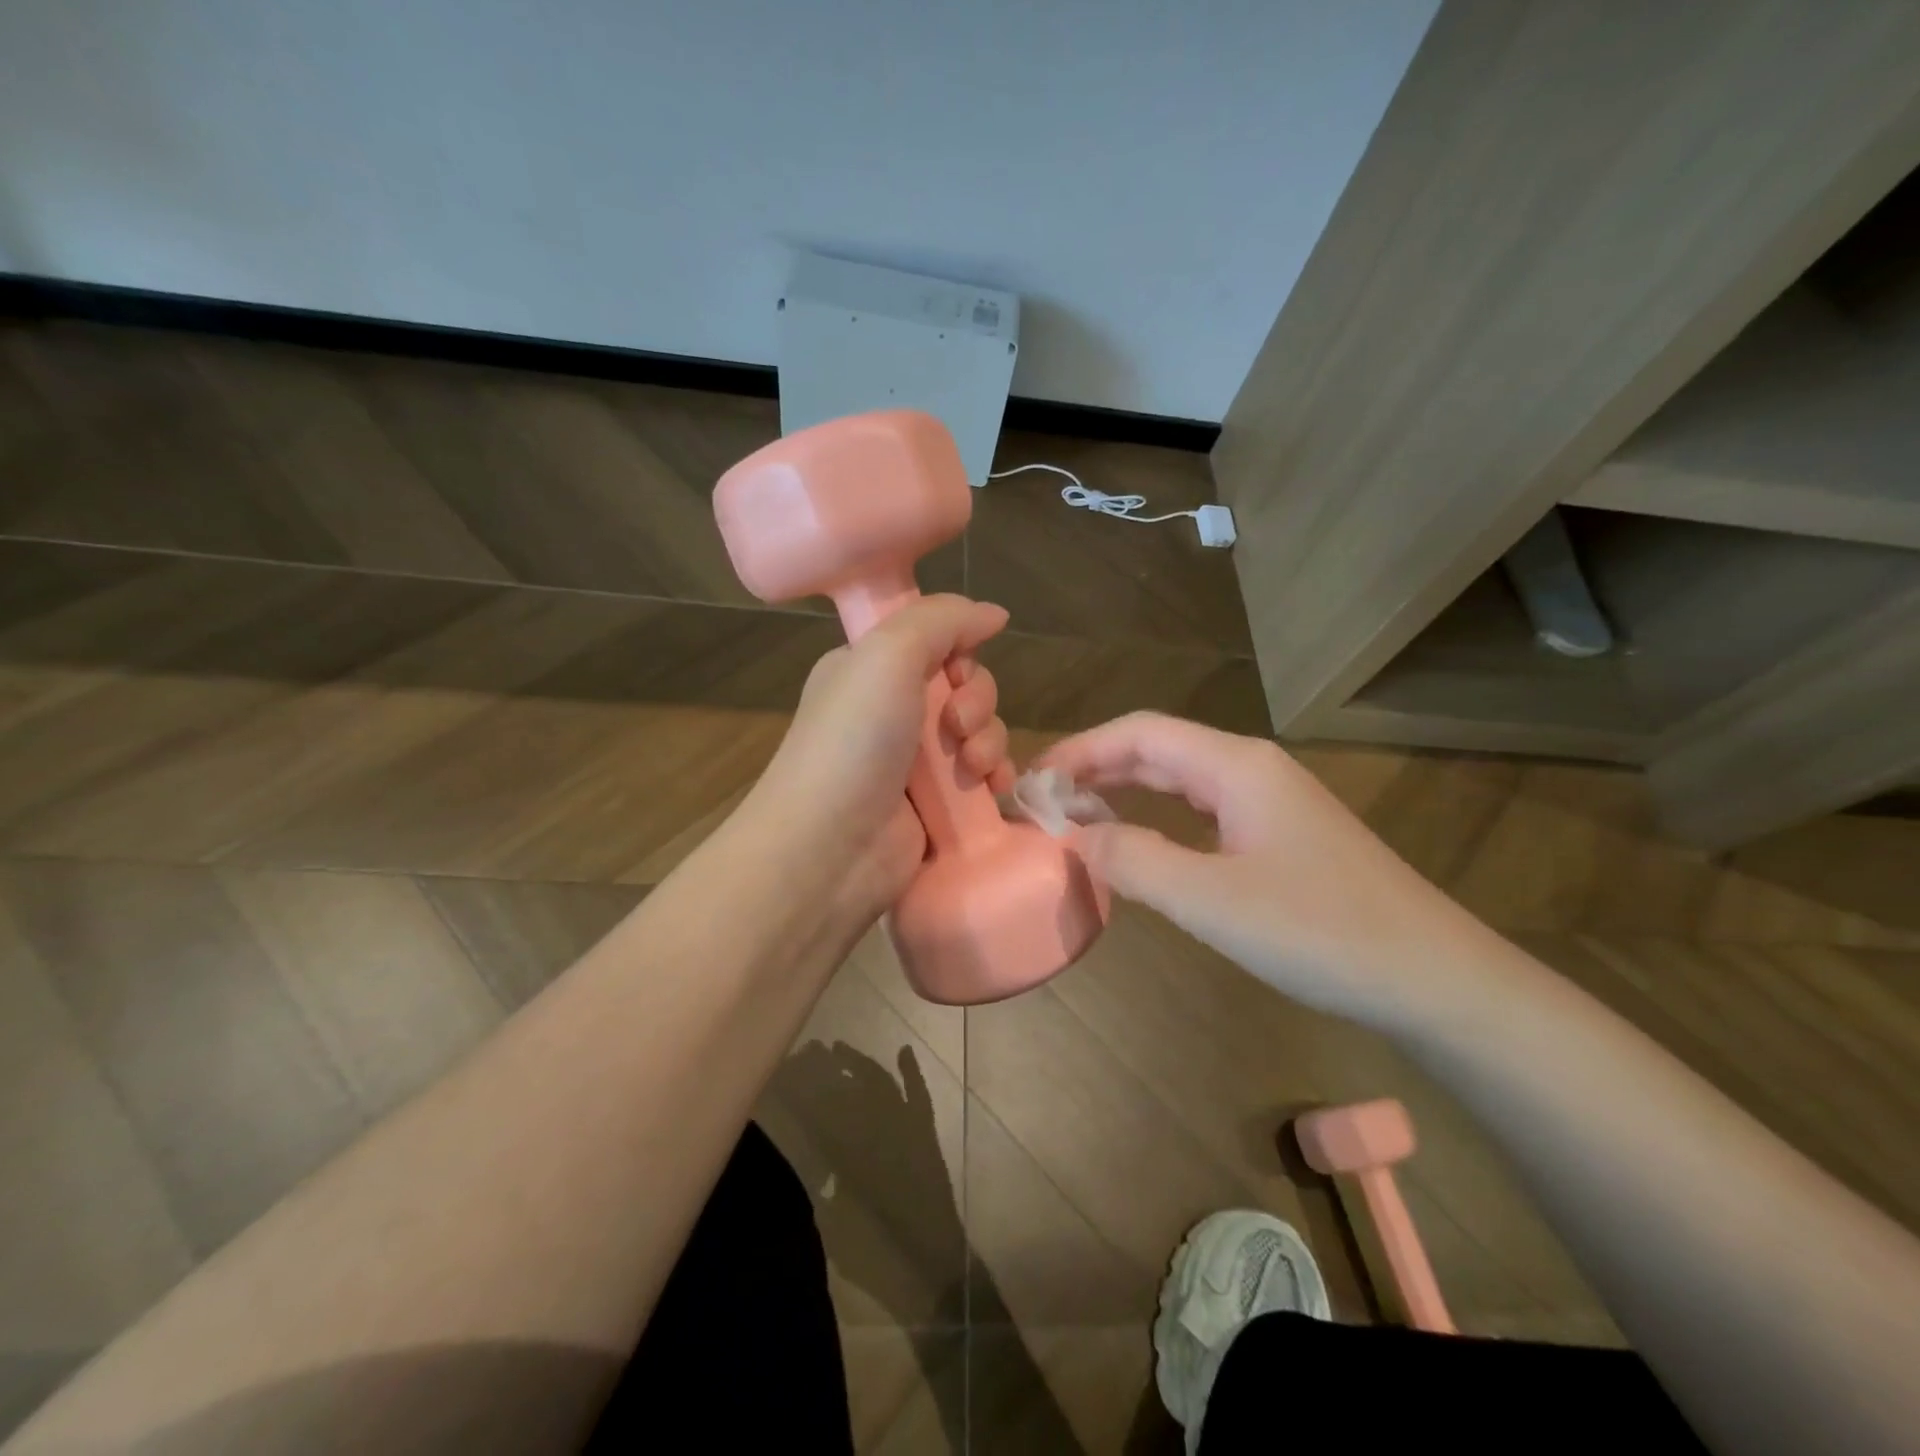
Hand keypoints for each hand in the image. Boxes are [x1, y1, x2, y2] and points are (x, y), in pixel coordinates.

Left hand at [748, 594, 1016, 934]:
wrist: (831, 847)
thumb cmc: (853, 740)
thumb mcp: (887, 653)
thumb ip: (944, 620)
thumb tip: (994, 614)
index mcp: (868, 669)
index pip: (934, 641)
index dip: (959, 651)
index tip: (957, 671)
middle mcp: (890, 710)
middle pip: (964, 686)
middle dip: (977, 702)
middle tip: (957, 727)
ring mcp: (913, 761)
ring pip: (979, 731)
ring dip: (989, 741)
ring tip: (973, 768)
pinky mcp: (936, 804)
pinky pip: (983, 775)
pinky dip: (995, 776)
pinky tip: (994, 788)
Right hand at [1038, 713, 1495, 1028]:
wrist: (1434, 978)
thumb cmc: (1320, 932)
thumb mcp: (1211, 899)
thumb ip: (1133, 860)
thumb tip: (1073, 835)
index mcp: (1235, 765)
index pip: (1138, 732)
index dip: (1079, 750)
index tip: (1031, 781)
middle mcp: (1251, 768)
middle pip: (1157, 748)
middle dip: (1095, 767)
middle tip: (1042, 801)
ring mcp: (1270, 801)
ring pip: (1180, 778)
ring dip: (1124, 790)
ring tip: (1075, 815)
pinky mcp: (1281, 835)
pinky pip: (1202, 809)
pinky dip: (1158, 816)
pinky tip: (1141, 842)